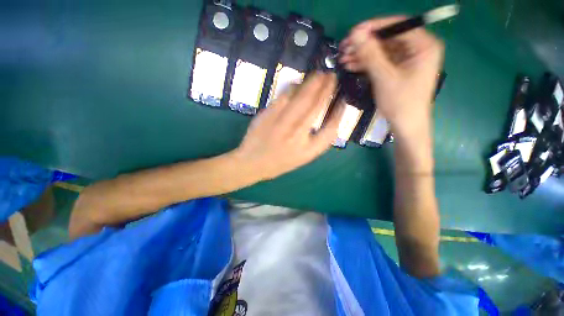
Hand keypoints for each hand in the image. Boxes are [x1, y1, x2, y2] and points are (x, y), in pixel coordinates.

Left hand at [232, 72, 343, 180]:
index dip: (339, 113)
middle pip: (316, 106)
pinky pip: (285, 95)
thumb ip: (316, 141)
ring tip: (319, 75)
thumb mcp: (302, 158)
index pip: (331, 129)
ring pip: (302, 97)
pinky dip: (293, 87)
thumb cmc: (279, 162)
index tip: (342, 101)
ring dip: (312, 83)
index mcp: (308, 150)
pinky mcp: (269, 114)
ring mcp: (282, 122)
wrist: (253, 162)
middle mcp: (298, 134)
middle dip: (326, 89)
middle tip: (332, 76)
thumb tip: (326, 119)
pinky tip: (298, 82)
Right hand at [339, 16, 443, 138]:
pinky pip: (381, 62)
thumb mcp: (384, 77)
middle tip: (344, 48)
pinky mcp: (398, 70)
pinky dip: (366, 63)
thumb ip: (370, 54)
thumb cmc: (401, 103)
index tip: (353, 33)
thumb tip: (356, 34)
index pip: (397, 26)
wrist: (405, 126)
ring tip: (343, 59)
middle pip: (387, 38)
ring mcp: (407, 60)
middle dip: (364, 44)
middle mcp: (418, 48)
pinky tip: (351, 65)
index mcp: (424, 45)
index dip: (374, 27)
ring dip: (362, 55)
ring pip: (381, 51)